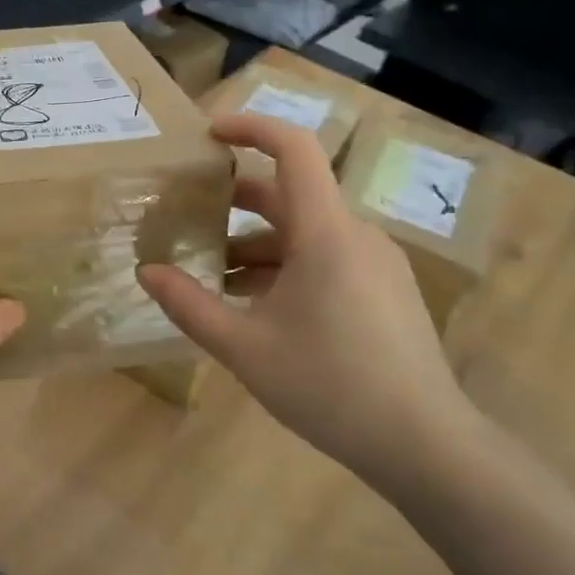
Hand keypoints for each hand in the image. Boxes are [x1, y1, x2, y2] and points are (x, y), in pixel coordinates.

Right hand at [137, 113, 475, 489]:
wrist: (427, 446)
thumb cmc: (331, 386)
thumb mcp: (245, 348)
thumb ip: (190, 306)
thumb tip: (147, 272)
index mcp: (326, 232)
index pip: (293, 149)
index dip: (250, 127)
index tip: (208, 134)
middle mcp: (355, 234)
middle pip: (289, 195)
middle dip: (234, 202)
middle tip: (186, 216)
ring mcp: (374, 262)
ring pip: (304, 232)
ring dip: (256, 244)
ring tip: (213, 276)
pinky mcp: (384, 289)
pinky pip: (326, 257)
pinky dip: (285, 266)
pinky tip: (257, 307)